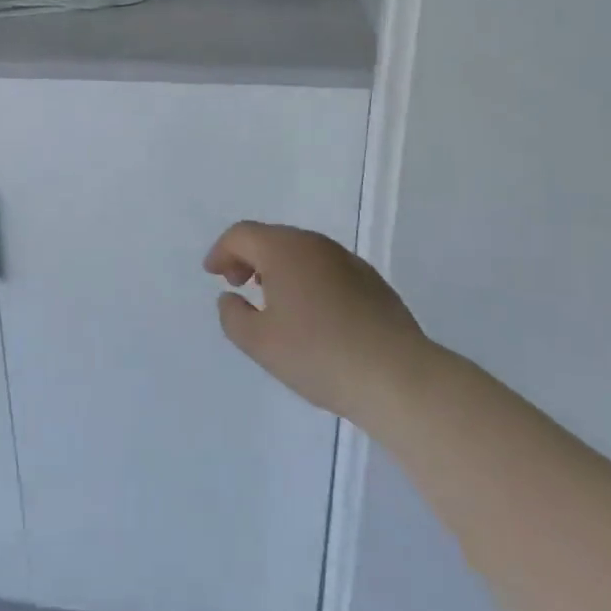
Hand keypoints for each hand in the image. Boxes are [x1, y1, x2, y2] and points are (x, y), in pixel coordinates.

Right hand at [206, 222, 430, 428]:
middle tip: (237, 285)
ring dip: (278, 268)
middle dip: (248, 257)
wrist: (397, 376)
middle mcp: (315, 244)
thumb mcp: (260, 343)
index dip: (221, 252)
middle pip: (272, 238)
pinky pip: (325, 268)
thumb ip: (233, 316)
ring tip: (271, 301)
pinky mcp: (371, 281)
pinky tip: (310, 314)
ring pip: (301, 252)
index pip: (241, 235)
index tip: (213, 275)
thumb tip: (230, 297)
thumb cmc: (318, 355)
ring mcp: (347, 260)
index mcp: (284, 249)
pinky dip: (306, 278)